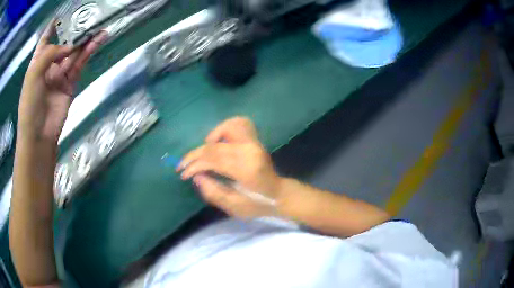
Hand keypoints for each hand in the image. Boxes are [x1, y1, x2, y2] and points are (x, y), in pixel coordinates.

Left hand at [18, 21, 106, 141]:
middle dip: (76, 29)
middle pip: (64, 42)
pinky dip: (89, 52)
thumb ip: (50, 53)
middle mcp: (50, 64)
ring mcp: (60, 74)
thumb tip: (71, 45)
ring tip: (101, 25)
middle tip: (91, 16)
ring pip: (75, 52)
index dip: (55, 25)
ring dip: (87, 39)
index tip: (65, 12)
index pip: (46, 38)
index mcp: (38, 61)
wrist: (38, 135)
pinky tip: (98, 41)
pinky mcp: (70, 83)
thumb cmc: (29, 104)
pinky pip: (80, 64)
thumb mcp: (33, 74)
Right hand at [178, 117, 282, 218]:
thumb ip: (213, 192)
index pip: (213, 159)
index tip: (183, 174)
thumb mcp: (234, 206)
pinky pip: (238, 124)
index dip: (194, 165)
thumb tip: (196, 176)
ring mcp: (254, 142)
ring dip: (211, 138)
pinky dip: (224, 129)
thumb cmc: (258, 203)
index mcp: (247, 169)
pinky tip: (217, 142)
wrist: (279, 194)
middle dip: (195, 155)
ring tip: (203, 153)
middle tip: (183, 165)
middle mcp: (250, 150)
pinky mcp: (255, 139)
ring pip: (228, 127)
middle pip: (214, 146)